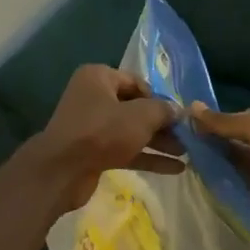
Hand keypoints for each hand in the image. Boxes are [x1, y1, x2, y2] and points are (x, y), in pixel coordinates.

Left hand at [35, 66, 184, 211]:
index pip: (137, 82)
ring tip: (187, 153)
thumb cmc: (101, 132)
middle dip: (162, 123)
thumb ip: (162, 111)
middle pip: (136, 108)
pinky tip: (175, 169)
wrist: (62, 171)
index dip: (160, 98)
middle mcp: (94, 98)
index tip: (179, 115)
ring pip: (132, 131)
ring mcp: (92, 127)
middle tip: (188, 136)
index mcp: (99, 78)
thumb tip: (178, 110)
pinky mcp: (94, 152)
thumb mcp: (139, 116)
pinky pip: (126, 150)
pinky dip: (148, 157)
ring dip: (159, 142)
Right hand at [189, 104, 249, 230]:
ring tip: (181, 155)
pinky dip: (219, 182)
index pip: (243, 122)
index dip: (218, 121)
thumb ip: (225, 121)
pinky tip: (195, 175)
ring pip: (235, 166)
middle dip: (213, 142)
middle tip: (178, 139)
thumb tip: (192, 107)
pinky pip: (236, 188)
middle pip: (237, 145)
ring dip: (214, 161)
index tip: (188, 120)